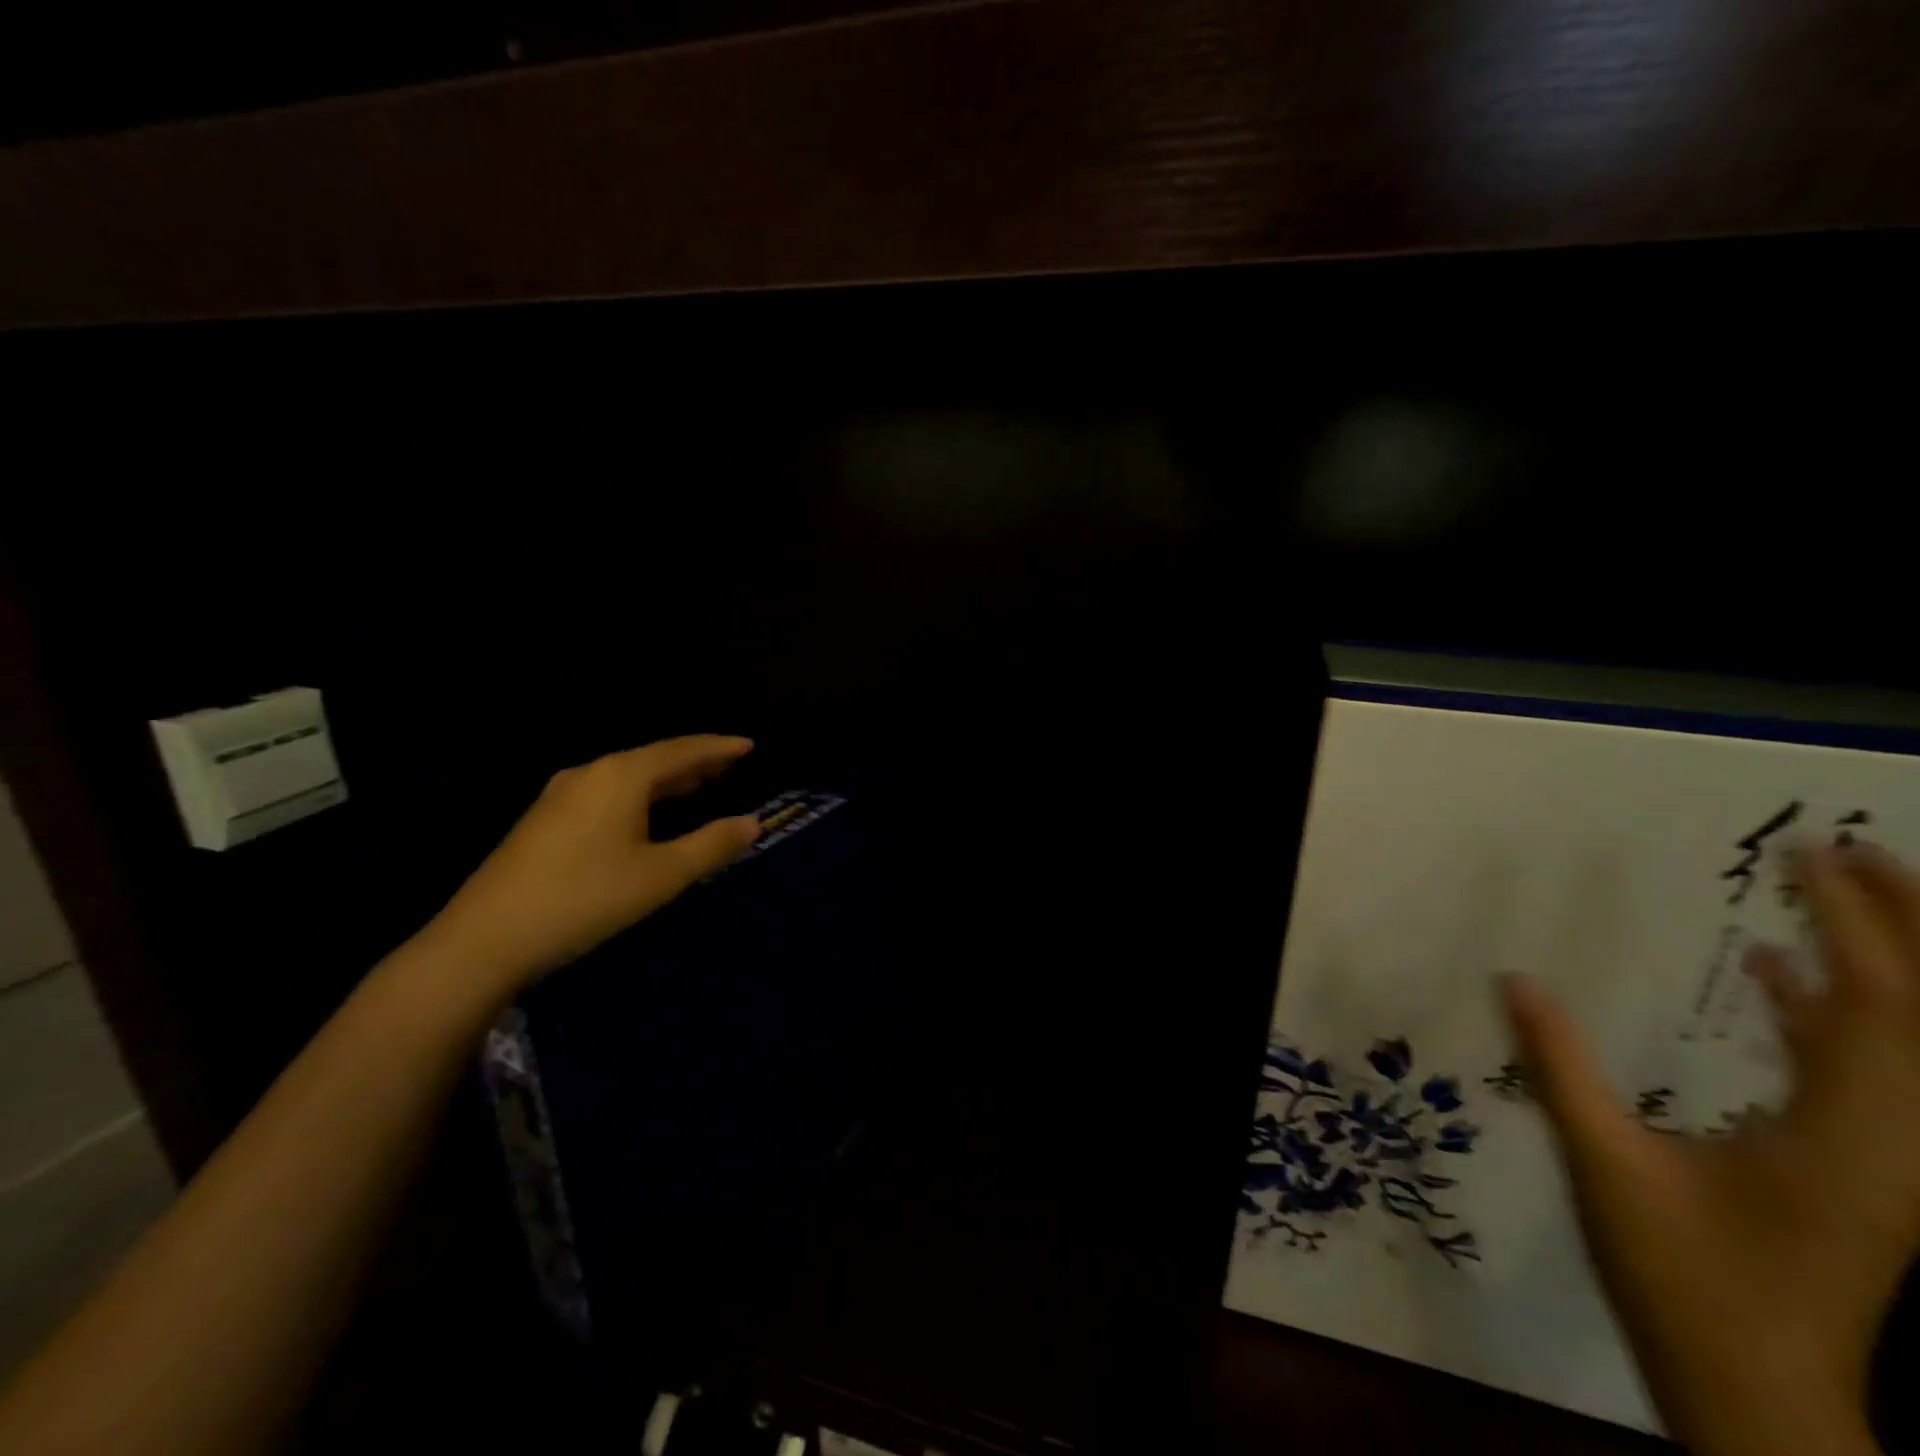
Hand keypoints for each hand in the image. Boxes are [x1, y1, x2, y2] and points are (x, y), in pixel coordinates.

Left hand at [416, 735, 759, 998]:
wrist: (486, 938)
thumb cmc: (586, 898)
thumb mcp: (661, 875)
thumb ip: (711, 845)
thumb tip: (753, 823)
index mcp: (622, 776)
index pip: (682, 750)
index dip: (719, 747)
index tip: (749, 745)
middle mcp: (591, 773)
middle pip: (653, 758)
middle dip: (694, 762)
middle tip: (729, 766)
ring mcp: (561, 794)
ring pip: (627, 776)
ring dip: (666, 779)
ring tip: (697, 785)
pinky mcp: (544, 818)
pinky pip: (607, 791)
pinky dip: (639, 794)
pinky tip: (644, 812)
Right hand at [1506, 844, 1919, 1455]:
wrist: (1756, 1392)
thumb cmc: (1682, 1277)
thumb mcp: (1605, 1164)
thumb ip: (1562, 1067)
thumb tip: (1513, 979)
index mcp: (1856, 1140)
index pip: (1877, 1010)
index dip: (1852, 926)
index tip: (1812, 856)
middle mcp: (1903, 1144)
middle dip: (1901, 927)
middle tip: (1854, 848)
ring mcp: (1892, 1160)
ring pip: (1910, 1041)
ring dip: (1881, 960)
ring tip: (1836, 889)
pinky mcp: (1863, 1167)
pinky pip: (1864, 1069)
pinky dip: (1832, 1010)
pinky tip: (1777, 973)